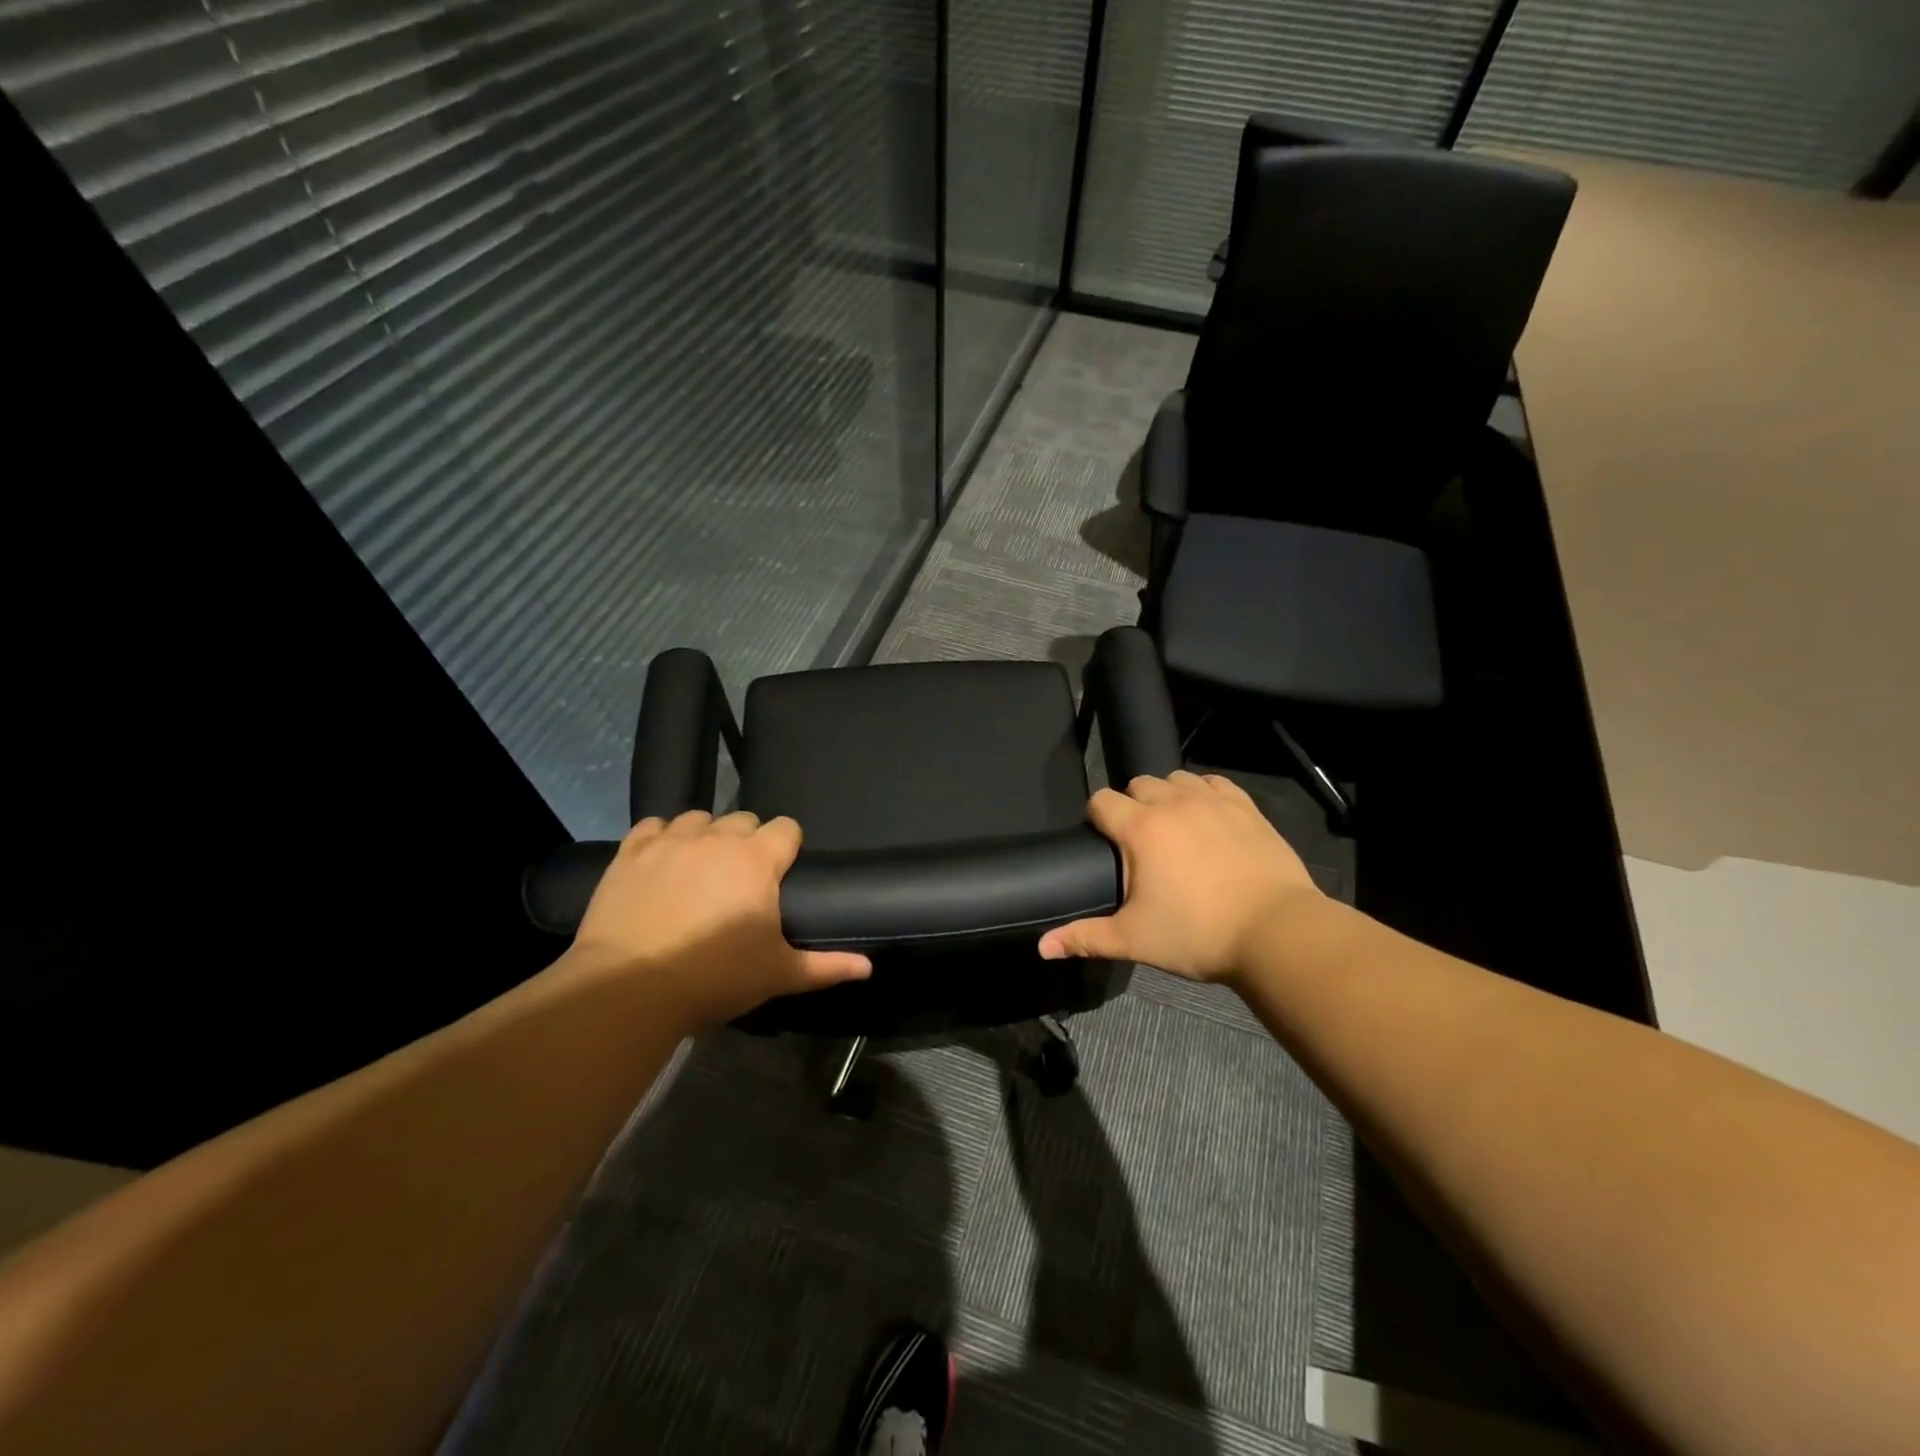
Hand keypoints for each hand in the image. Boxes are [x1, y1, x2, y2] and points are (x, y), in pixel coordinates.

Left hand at [568, 811, 870, 1025]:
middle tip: (741, 880)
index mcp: (758, 860)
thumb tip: (868, 968)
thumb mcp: (778, 974)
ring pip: (698, 818)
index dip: (788, 847)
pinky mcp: (631, 852)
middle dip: (748, 842)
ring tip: (700, 869)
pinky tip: (661, 863)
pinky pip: (653, 826)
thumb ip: (827, 966)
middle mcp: (717, 838)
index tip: (781, 873)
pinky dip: (661, 838)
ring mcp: (671, 841)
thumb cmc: (715, 977)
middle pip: (744, 819)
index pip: (786, 828)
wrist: (630, 988)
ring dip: (705, 836)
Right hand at [1038, 771, 1320, 981]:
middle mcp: (1173, 803)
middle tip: (1140, 843)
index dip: (1096, 818)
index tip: (1103, 842)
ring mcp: (1212, 801)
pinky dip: (1205, 793)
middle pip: (1138, 784)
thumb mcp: (1134, 940)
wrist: (1277, 932)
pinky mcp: (1246, 807)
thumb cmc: (1198, 934)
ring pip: (1176, 778)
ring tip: (1174, 827)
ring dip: (1168, 795)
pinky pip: (1215, 782)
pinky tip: (1209, 817)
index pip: (1101, 801)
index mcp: (1140, 829)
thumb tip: (1042, 947)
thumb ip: (1085, 937)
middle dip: (1132, 805)